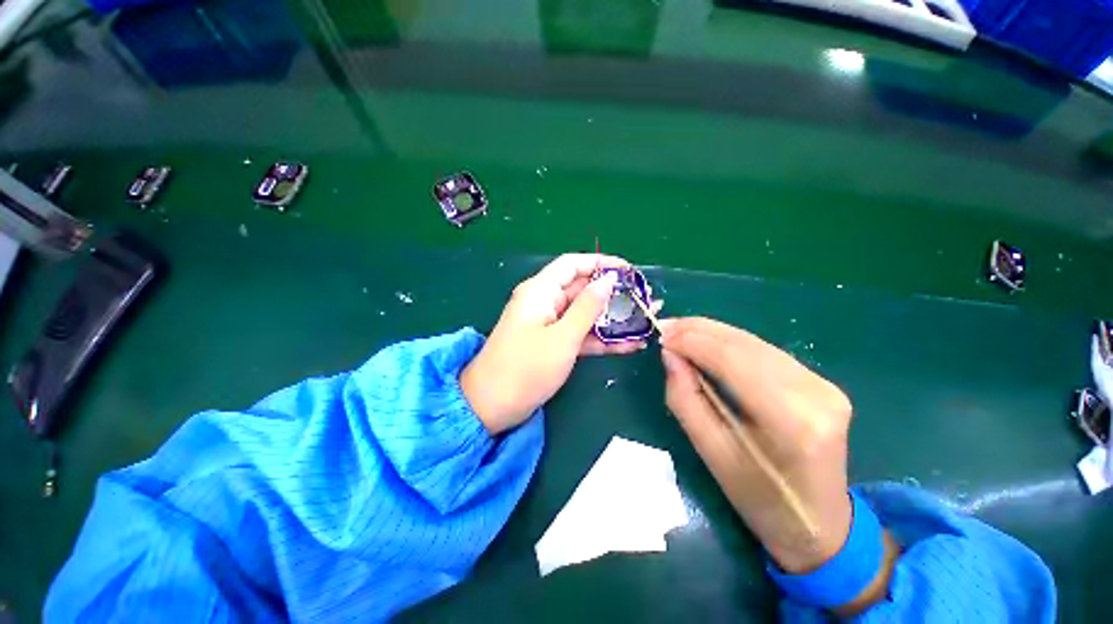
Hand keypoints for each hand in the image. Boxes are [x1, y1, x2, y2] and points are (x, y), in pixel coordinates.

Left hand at [461, 253, 658, 434]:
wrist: (491, 406)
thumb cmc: (525, 368)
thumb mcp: (562, 337)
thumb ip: (587, 308)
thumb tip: (608, 280)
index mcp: (541, 291)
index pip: (573, 264)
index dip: (601, 263)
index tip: (629, 271)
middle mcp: (545, 302)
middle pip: (582, 289)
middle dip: (613, 295)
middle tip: (645, 301)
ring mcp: (550, 324)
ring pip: (585, 314)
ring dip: (612, 319)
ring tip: (644, 322)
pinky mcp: (553, 343)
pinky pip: (580, 334)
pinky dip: (601, 339)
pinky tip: (630, 345)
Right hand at [658, 317, 853, 573]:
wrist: (820, 525)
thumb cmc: (759, 499)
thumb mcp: (712, 454)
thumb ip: (685, 399)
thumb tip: (670, 355)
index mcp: (791, 420)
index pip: (733, 359)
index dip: (693, 341)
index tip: (661, 336)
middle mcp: (814, 392)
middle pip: (745, 343)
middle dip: (699, 330)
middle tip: (665, 328)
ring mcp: (823, 384)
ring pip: (754, 342)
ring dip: (712, 333)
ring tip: (680, 332)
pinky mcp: (821, 382)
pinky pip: (765, 351)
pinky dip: (730, 343)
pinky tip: (708, 344)